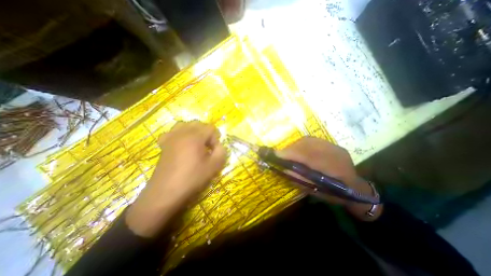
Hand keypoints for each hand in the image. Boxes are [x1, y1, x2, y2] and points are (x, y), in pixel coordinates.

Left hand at [126, 122, 225, 235]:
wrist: (166, 192)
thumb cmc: (192, 178)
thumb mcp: (214, 166)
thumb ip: (221, 151)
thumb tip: (219, 145)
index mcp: (195, 136)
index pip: (210, 128)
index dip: (215, 138)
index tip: (214, 151)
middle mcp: (182, 132)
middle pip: (198, 123)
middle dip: (206, 133)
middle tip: (207, 147)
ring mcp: (171, 137)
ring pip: (185, 125)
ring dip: (194, 131)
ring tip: (197, 143)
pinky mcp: (164, 144)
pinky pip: (172, 132)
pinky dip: (180, 134)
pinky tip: (182, 144)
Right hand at [276, 137, 383, 220]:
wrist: (356, 189)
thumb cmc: (336, 194)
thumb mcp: (317, 192)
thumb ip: (300, 179)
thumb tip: (284, 168)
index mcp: (334, 169)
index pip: (308, 156)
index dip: (291, 154)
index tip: (276, 155)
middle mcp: (335, 153)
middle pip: (307, 144)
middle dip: (290, 148)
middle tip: (280, 154)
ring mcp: (334, 146)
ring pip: (309, 140)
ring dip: (295, 145)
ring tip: (288, 153)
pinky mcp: (332, 144)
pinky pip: (312, 140)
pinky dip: (301, 144)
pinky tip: (297, 150)